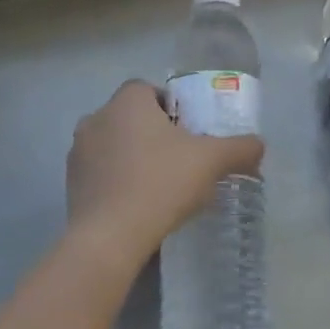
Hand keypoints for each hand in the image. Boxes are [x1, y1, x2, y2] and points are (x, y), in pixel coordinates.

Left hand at [67, 79, 264, 265]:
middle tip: (179, 160)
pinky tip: (137, 207)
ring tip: (159, 187)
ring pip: (114, 145)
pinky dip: (116, 182)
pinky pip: (100, 173)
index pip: (149, 90)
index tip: (189, 134)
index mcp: (127, 100)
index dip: (171, 108)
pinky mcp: (69, 184)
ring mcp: (78, 152)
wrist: (109, 238)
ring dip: (133, 158)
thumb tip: (260, 145)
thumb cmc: (161, 183)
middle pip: (131, 117)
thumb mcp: (211, 161)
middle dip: (153, 133)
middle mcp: (97, 117)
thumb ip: (239, 148)